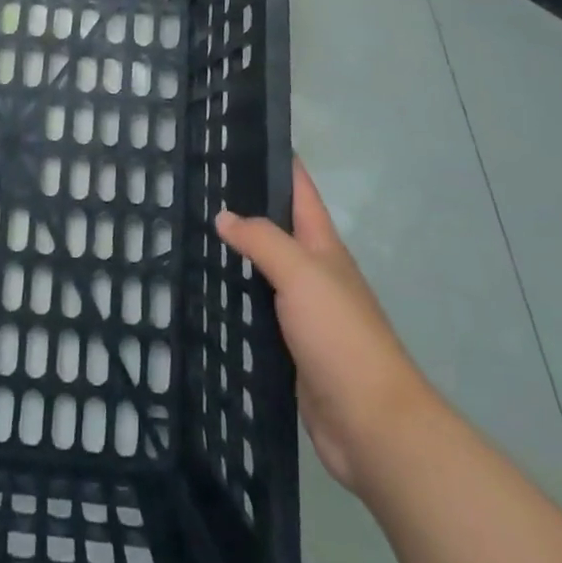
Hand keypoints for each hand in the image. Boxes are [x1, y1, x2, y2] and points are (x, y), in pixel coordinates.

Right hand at [216, 159, 439, 492]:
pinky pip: (255, 310)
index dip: (276, 159)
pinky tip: (204, 291)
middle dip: (243, 204)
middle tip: (196, 183)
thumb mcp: (301, 274)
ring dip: (234, 253)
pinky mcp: (287, 347)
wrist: (372, 426)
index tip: (238, 136)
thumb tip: (224, 216)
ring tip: (189, 231)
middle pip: (275, 226)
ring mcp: (300, 310)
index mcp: (322, 245)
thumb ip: (262, 240)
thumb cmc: (341, 336)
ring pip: (261, 269)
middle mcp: (312, 271)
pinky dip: (233, 297)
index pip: (298, 188)